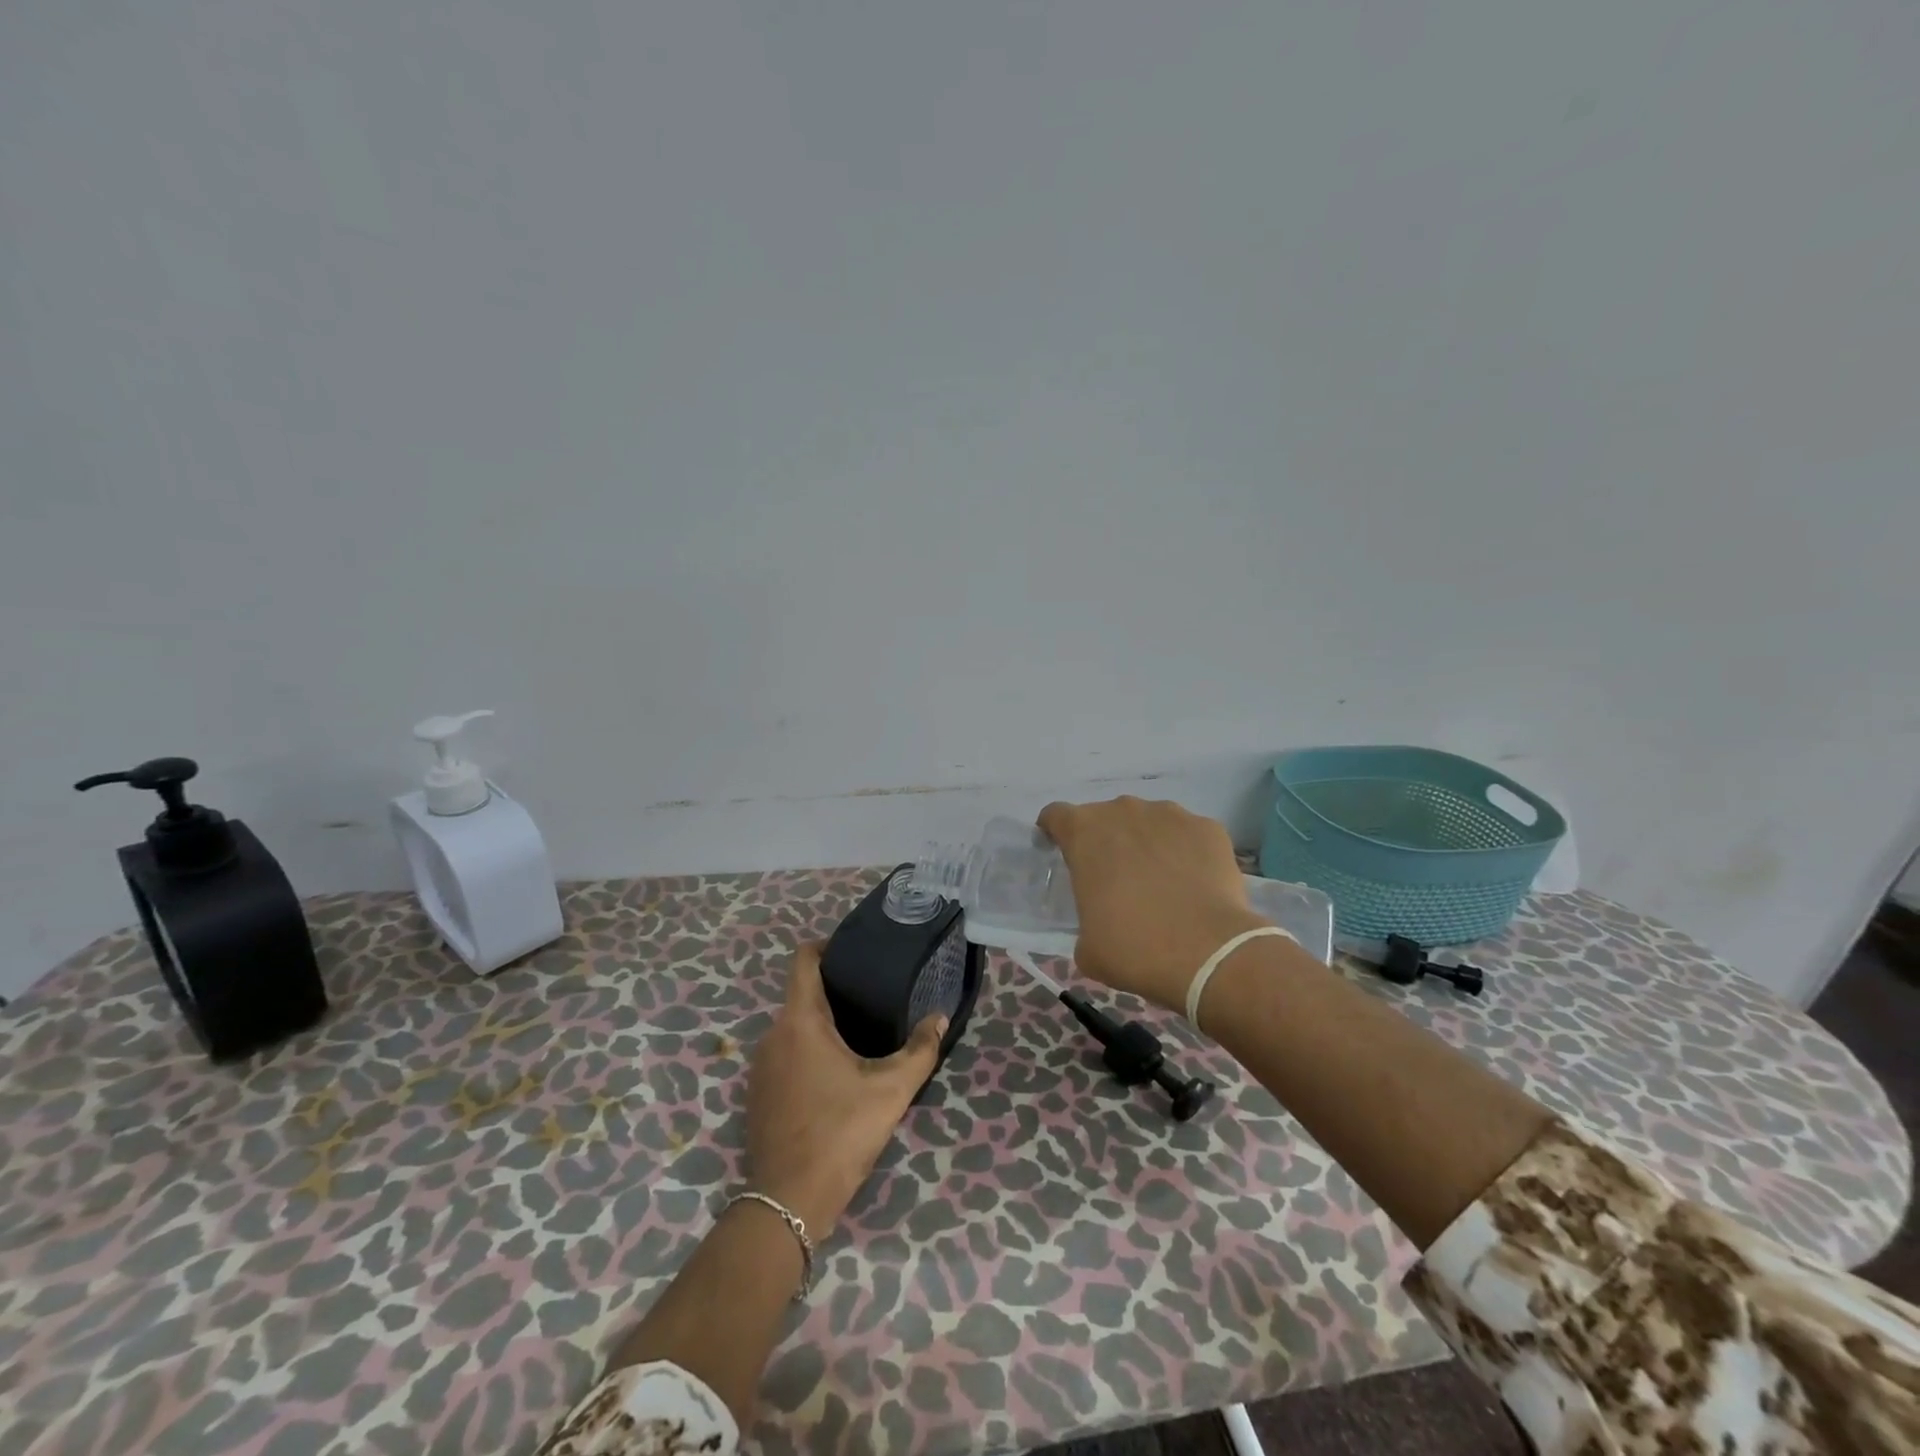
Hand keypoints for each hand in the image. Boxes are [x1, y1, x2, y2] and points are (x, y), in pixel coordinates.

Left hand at [745, 944, 945, 1236]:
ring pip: (792, 1027)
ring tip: (859, 1033)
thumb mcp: (891, 1090)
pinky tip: (834, 1073)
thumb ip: (920, 1049)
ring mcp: (760, 1067)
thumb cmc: (841, 1133)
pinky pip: (784, 1055)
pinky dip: (806, 1051)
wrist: (789, 1202)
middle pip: (801, 994)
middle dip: (834, 990)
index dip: (826, 946)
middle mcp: (773, 1035)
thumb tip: (939, 1017)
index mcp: (800, 1021)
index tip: (854, 952)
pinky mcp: (758, 1094)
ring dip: (821, 1024)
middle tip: (873, 996)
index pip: (803, 960)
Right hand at [1038, 796, 1269, 1012]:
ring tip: (1160, 883)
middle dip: (1107, 842)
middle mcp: (1124, 810)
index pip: (1056, 816)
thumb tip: (1101, 919)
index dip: (1055, 833)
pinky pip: (1188, 834)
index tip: (1061, 855)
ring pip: (1149, 822)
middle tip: (1116, 881)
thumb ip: (1085, 917)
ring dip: (1147, 843)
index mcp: (1084, 832)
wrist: (1208, 954)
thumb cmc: (1134, 948)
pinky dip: (1186, 853)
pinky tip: (1193, 885)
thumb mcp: (1087, 945)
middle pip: (1106, 817)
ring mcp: (1170, 814)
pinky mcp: (1208, 828)